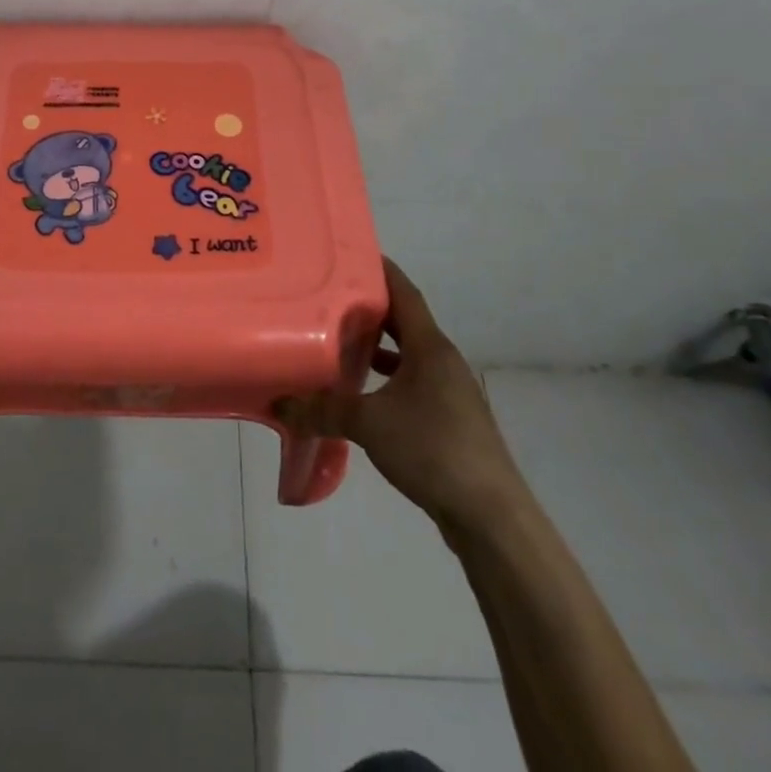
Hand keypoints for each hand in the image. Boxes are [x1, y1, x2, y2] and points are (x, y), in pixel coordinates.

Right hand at [275, 258, 529, 541]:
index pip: (404, 292)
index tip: (347, 254)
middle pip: (404, 321)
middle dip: (370, 308)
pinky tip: (361, 393)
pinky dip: (387, 379)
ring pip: (408, 355)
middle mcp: (442, 361)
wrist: (491, 517)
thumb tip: (279, 403)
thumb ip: (323, 410)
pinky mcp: (449, 420)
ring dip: (378, 347)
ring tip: (338, 341)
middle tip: (328, 296)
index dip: (379, 269)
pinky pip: (412, 383)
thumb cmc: (433, 450)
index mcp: (430, 347)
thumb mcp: (369, 424)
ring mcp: (449, 392)